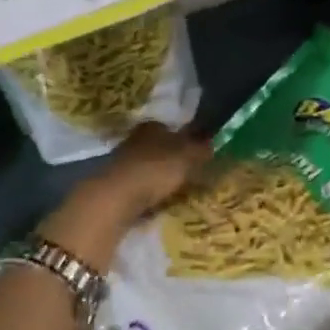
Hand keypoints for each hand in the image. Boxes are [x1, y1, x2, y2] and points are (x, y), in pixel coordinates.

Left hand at [93, 121, 209, 222]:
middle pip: (159, 148)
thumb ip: (201, 149)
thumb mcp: (187, 157)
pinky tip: (160, 202)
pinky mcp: (116, 185)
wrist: (115, 197)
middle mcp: (135, 140)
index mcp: (152, 127)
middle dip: (173, 159)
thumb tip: (213, 142)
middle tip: (191, 174)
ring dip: (161, 177)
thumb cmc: (155, 169)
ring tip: (179, 191)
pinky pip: (140, 186)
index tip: (197, 153)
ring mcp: (122, 162)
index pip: (171, 128)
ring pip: (149, 167)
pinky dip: (150, 192)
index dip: (185, 139)